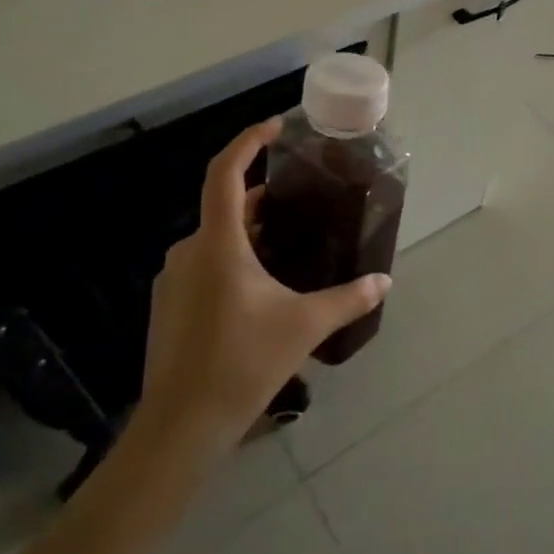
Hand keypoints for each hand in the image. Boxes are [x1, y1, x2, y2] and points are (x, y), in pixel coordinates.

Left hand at [127, 120, 389, 464]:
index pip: (226, 173)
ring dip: (250, 232)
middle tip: (302, 200)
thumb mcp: (304, 326)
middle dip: (264, 197)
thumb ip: (349, 299)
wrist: (181, 425)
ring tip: (288, 243)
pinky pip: (204, 264)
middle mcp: (189, 251)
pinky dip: (233, 259)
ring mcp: (173, 278)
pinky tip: (260, 287)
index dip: (248, 142)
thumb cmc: (243, 363)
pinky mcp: (169, 304)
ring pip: (216, 238)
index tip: (275, 127)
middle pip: (226, 206)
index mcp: (218, 243)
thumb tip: (385, 281)